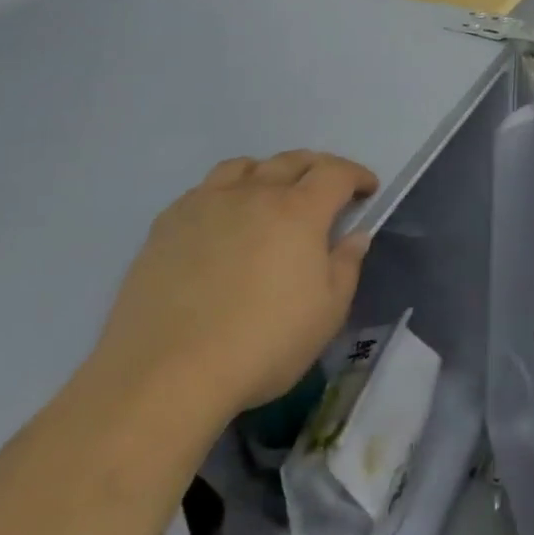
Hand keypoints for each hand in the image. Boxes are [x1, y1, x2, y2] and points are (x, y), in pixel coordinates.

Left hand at [92, 150, 379, 418]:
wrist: (165, 374)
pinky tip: (223, 220)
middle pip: (292, 160)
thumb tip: (355, 235)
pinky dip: (226, 192)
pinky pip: (205, 189)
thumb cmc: (262, 344)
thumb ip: (346, 265)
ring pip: (244, 167)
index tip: (368, 190)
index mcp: (299, 211)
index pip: (336, 173)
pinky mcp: (167, 224)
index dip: (357, 175)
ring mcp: (206, 204)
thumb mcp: (327, 313)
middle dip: (318, 168)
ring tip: (272, 193)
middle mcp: (254, 194)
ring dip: (268, 172)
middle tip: (328, 188)